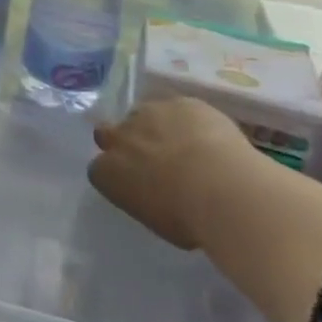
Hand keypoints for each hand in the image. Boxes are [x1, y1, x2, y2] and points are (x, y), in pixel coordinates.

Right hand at [89, 97, 261, 248]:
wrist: (223, 189)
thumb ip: (144, 197)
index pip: (99, 168)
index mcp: (106, 173)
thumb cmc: (187, 219)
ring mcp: (147, 114)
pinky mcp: (178, 102)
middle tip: (149, 156)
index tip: (135, 183)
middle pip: (107, 132)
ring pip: (142, 114)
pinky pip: (178, 108)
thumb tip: (156, 193)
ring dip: (155, 127)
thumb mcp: (155, 219)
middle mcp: (119, 137)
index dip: (117, 173)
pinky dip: (188, 120)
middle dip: (124, 141)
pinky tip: (207, 136)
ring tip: (183, 144)